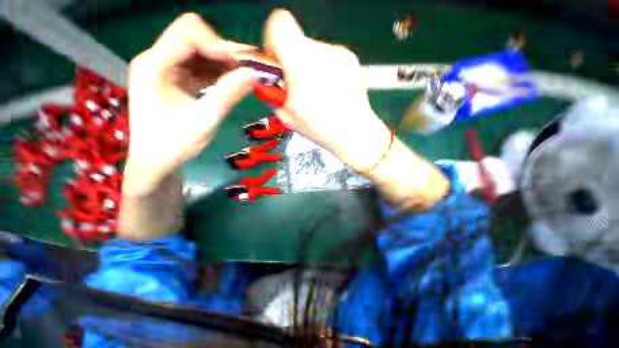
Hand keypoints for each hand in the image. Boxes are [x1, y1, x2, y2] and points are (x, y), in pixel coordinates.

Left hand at [125, 13, 255, 195]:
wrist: (156, 160)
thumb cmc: (174, 144)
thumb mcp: (204, 121)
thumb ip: (228, 95)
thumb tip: (253, 74)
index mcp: (155, 65)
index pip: (188, 33)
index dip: (218, 44)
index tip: (242, 66)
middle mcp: (158, 59)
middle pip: (194, 38)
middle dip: (223, 52)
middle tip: (247, 71)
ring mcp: (166, 68)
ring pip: (200, 52)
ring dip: (223, 63)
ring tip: (243, 79)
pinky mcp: (174, 78)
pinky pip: (200, 67)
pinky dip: (218, 73)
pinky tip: (231, 84)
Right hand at [264, 10, 448, 209]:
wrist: (355, 133)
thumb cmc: (321, 129)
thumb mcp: (287, 115)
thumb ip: (271, 91)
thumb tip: (266, 78)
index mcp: (302, 64)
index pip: (279, 23)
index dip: (273, 41)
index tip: (277, 63)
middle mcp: (323, 52)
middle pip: (297, 40)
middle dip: (292, 61)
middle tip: (297, 87)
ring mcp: (341, 54)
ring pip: (313, 51)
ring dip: (308, 68)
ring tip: (316, 94)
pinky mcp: (351, 60)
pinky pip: (329, 59)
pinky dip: (323, 72)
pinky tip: (329, 92)